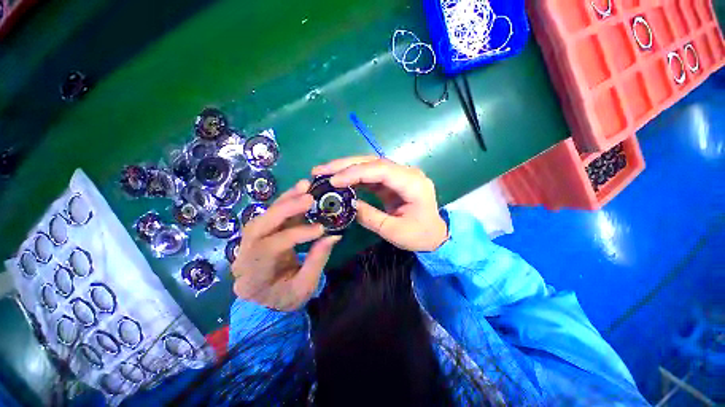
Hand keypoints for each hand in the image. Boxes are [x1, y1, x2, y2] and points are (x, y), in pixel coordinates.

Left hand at [231, 180, 340, 310]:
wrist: (267, 301)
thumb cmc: (286, 298)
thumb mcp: (305, 287)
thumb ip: (317, 260)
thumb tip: (333, 235)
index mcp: (252, 277)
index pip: (270, 247)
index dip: (296, 234)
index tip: (321, 229)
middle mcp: (243, 256)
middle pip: (259, 226)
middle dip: (286, 209)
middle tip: (309, 197)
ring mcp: (248, 243)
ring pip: (263, 216)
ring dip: (285, 201)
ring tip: (304, 187)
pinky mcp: (258, 234)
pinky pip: (269, 215)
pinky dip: (285, 203)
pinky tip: (298, 193)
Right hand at [312, 156, 446, 251]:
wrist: (435, 235)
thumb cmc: (419, 235)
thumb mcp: (393, 231)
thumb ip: (369, 217)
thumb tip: (347, 204)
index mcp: (413, 183)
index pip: (381, 170)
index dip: (355, 172)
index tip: (333, 180)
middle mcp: (407, 173)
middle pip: (373, 162)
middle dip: (345, 165)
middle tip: (320, 170)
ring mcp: (399, 175)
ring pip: (370, 165)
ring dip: (346, 168)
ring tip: (324, 172)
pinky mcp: (392, 181)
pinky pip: (371, 175)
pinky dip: (354, 177)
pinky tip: (340, 180)